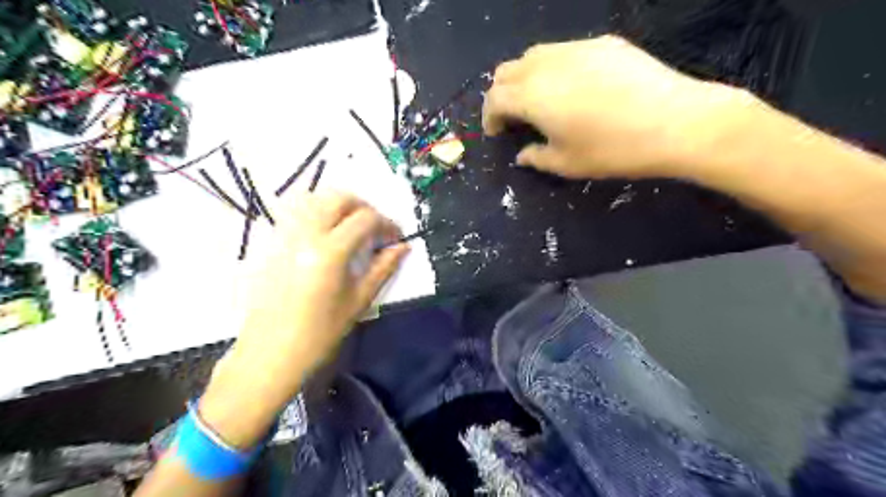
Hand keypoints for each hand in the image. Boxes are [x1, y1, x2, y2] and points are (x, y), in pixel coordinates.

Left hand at [197, 192, 405, 448]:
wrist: (270, 353)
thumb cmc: (319, 334)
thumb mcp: (359, 301)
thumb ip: (383, 268)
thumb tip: (403, 247)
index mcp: (330, 252)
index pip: (366, 219)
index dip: (387, 223)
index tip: (396, 237)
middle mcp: (305, 234)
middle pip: (339, 197)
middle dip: (364, 206)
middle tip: (375, 228)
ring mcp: (284, 235)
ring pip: (314, 198)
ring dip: (339, 205)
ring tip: (351, 227)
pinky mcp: (271, 243)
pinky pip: (295, 212)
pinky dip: (316, 211)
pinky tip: (325, 234)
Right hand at [481, 35, 748, 179]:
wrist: (676, 122)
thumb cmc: (613, 150)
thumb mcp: (567, 164)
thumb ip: (536, 158)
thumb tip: (522, 155)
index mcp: (533, 96)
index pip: (495, 98)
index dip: (489, 117)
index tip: (497, 134)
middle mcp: (547, 64)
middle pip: (507, 71)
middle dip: (502, 95)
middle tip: (513, 117)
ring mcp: (576, 48)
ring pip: (534, 55)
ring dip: (525, 78)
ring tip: (538, 101)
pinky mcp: (603, 43)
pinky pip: (564, 51)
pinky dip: (553, 68)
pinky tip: (572, 87)